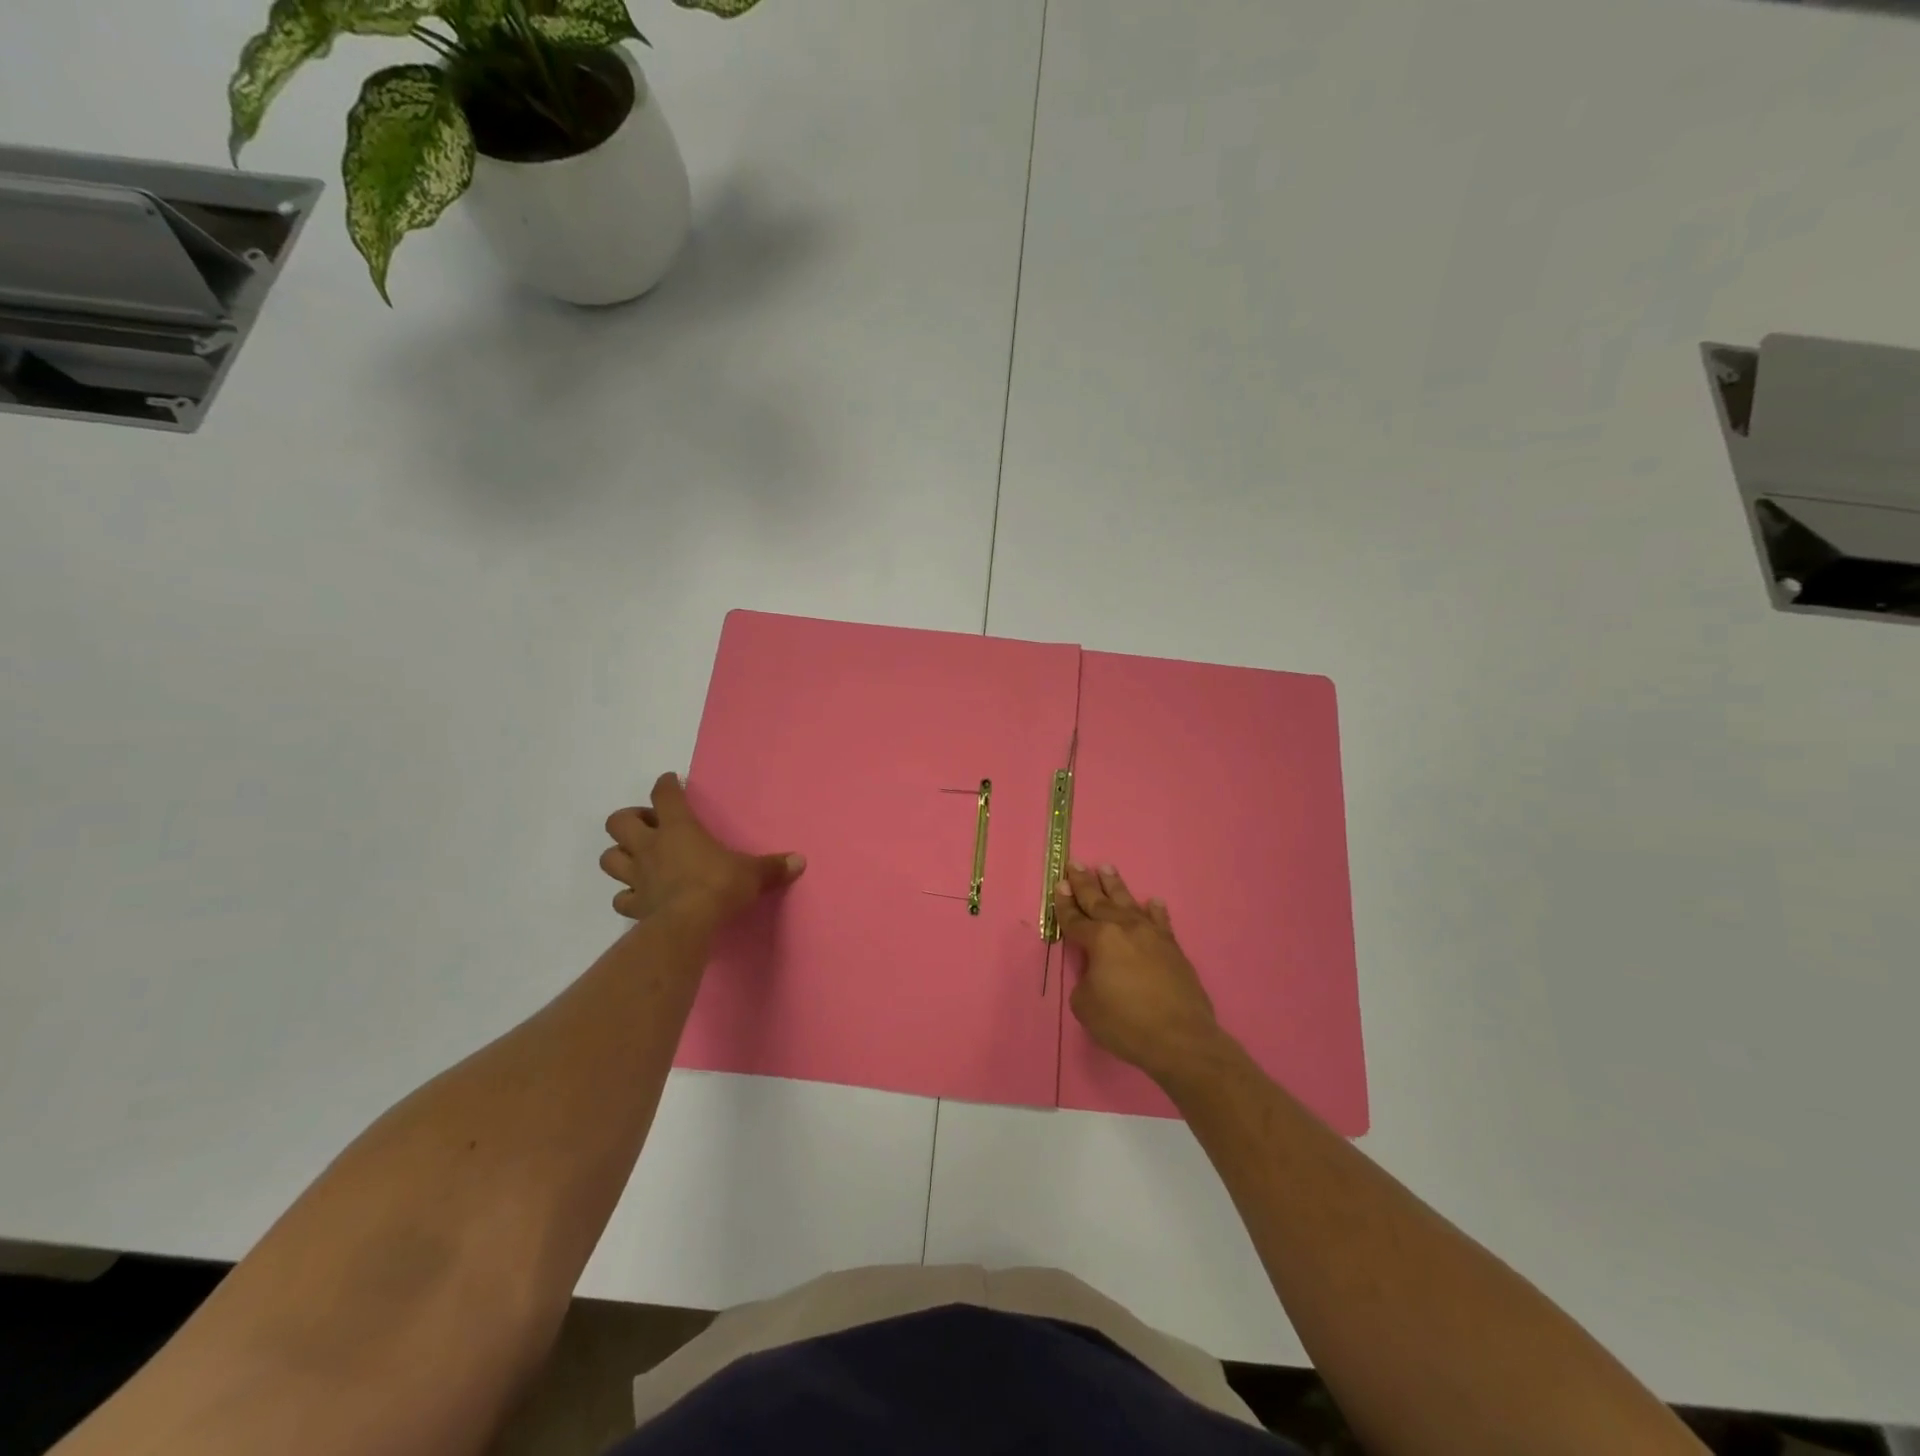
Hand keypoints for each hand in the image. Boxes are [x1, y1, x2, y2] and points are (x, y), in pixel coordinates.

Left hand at [601, 773, 804, 924]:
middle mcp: (651, 846)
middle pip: (619, 821)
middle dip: (630, 819)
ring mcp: (636, 876)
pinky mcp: (633, 905)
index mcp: (679, 828)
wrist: (687, 925)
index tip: (670, 781)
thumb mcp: (752, 874)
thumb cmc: (718, 886)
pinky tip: (640, 895)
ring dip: (620, 854)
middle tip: (650, 826)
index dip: (666, 785)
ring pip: (610, 857)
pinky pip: (621, 897)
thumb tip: (800, 861)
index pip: (664, 795)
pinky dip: (627, 894)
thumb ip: (772, 867)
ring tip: (638, 858)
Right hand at [1055, 862, 1225, 1086]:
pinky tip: (1152, 902)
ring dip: (1115, 886)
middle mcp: (1125, 929)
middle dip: (1085, 883)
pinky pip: (1161, 922)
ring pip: (1129, 903)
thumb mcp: (1086, 1006)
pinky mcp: (1173, 949)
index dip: (1064, 903)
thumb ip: (1085, 980)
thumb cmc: (1126, 1023)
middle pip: (1100, 902)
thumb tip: (1096, 972)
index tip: (1059, 884)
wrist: (1181, 1039)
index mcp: (1100, 940)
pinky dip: (1155, 911)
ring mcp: (1152, 936)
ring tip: (1106, 867)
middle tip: (1076, 864)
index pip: (1075, 919)